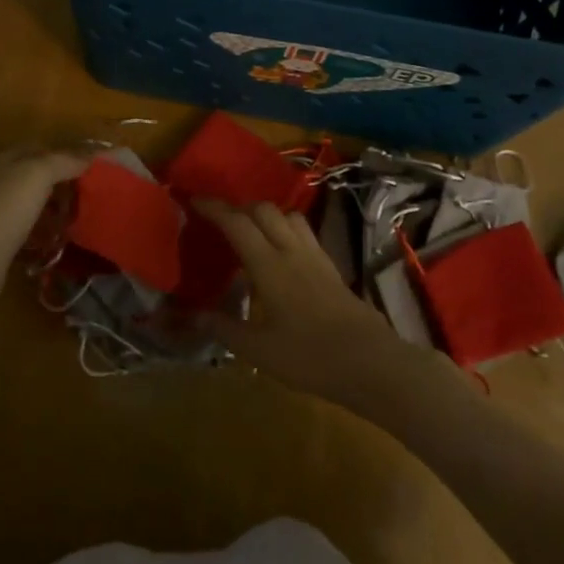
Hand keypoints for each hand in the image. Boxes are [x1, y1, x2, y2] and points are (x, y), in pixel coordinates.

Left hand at [0, 148, 91, 319]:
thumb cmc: (3, 211)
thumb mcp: (37, 175)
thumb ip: (64, 161)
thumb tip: (91, 156)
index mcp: (9, 161)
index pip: (44, 148)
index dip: (69, 155)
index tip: (97, 169)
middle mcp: (2, 182)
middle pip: (40, 177)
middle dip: (67, 184)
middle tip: (96, 197)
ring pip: (36, 205)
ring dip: (59, 210)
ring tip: (85, 220)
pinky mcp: (0, 243)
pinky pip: (31, 231)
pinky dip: (47, 234)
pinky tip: (63, 243)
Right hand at [195, 198, 410, 403]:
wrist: (372, 363)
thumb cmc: (310, 357)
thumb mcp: (258, 350)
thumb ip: (223, 328)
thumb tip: (191, 314)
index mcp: (269, 265)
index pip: (237, 223)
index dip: (214, 208)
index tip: (193, 200)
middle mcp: (291, 250)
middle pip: (263, 210)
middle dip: (238, 207)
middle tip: (219, 220)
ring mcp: (315, 256)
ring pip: (287, 216)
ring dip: (265, 214)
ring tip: (251, 231)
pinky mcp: (331, 267)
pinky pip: (303, 232)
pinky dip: (285, 229)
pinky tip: (281, 253)